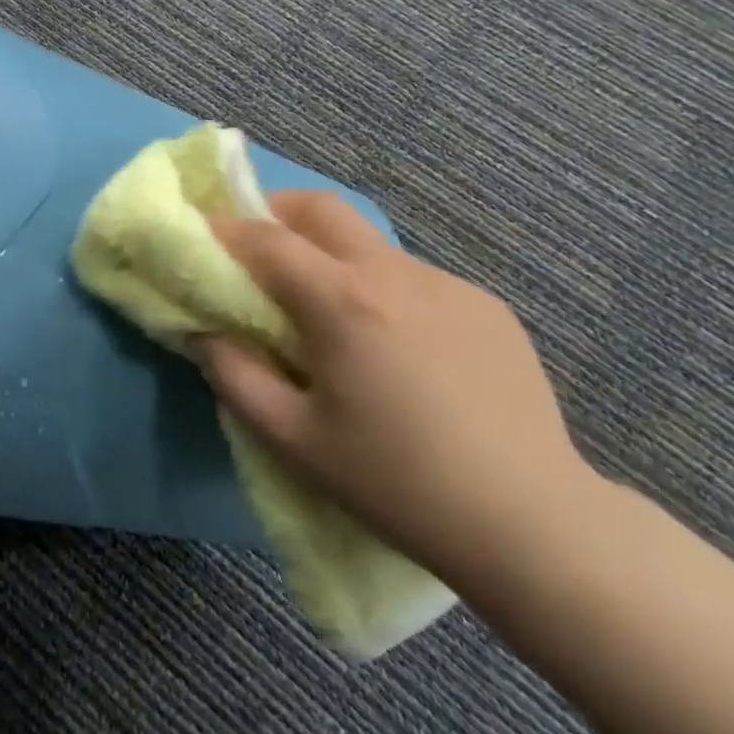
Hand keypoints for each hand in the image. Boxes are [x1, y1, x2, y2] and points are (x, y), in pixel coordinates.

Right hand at [202, 191, 593, 586]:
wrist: (532, 524)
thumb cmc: (396, 484)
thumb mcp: (294, 439)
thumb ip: (234, 375)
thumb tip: (204, 331)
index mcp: (344, 302)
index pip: (267, 240)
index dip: (225, 230)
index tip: (201, 235)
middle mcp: (395, 274)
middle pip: (321, 209)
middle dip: (276, 211)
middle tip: (255, 247)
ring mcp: (448, 284)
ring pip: (369, 243)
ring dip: (331, 255)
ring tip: (326, 311)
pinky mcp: (485, 305)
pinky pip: (414, 278)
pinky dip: (381, 288)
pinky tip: (394, 345)